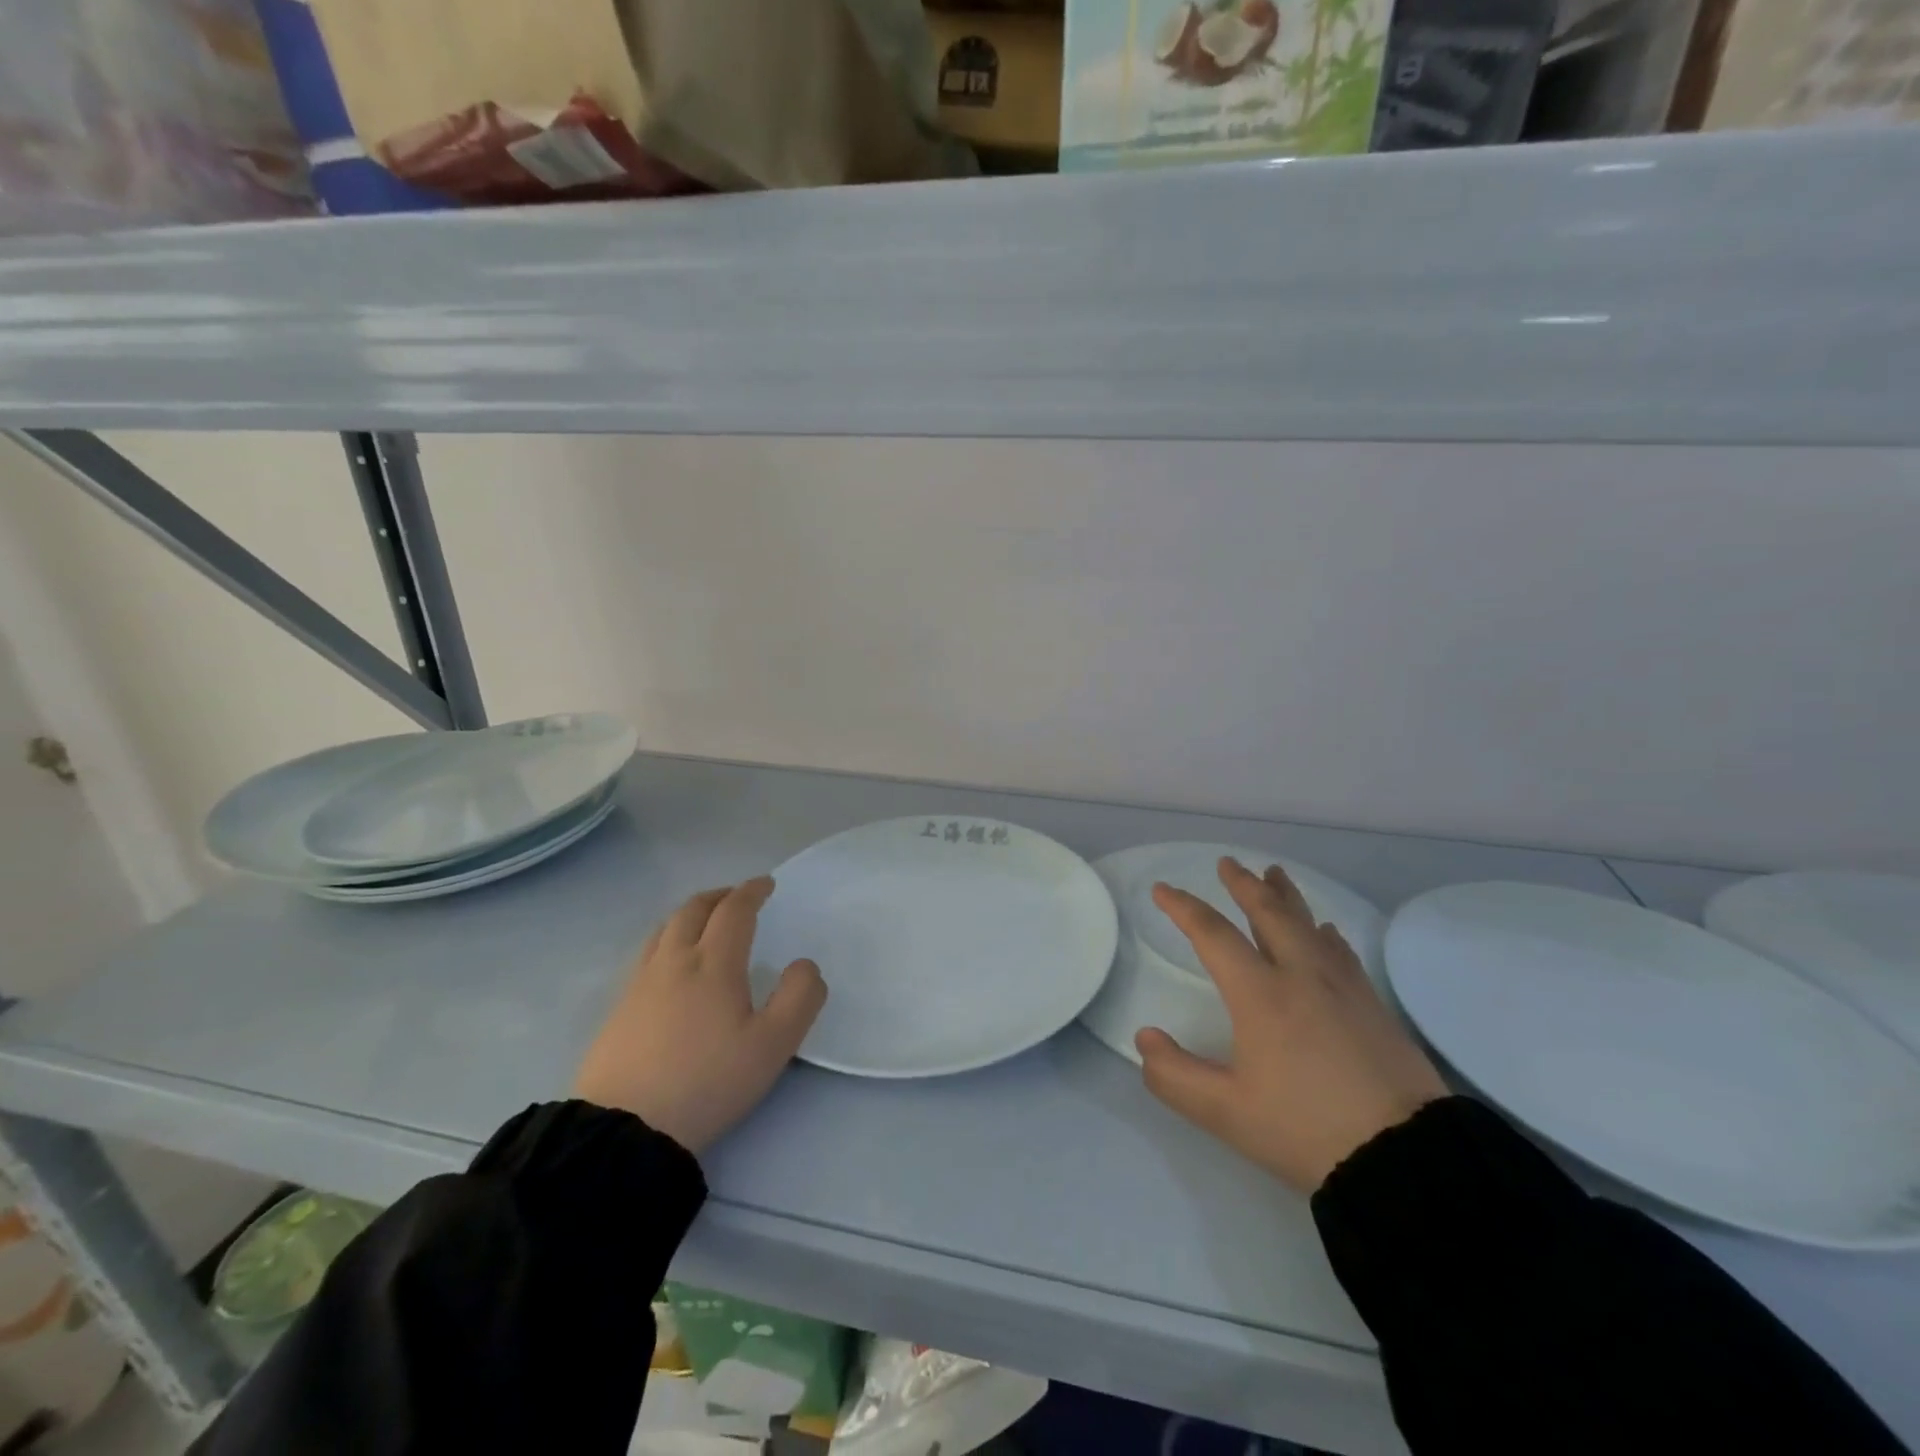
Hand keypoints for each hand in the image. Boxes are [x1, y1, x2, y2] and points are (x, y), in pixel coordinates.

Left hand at [573, 877, 825, 1154]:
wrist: (624, 1130)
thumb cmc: (707, 1082)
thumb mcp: (773, 1046)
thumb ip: (799, 998)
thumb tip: (804, 965)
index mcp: (713, 964)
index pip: (733, 911)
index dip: (751, 892)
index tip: (766, 885)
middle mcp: (674, 962)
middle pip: (693, 910)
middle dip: (719, 896)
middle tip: (737, 898)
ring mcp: (639, 984)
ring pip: (665, 929)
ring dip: (690, 914)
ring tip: (705, 922)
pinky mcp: (619, 1009)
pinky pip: (647, 953)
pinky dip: (668, 939)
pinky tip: (672, 964)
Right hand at [1136, 858, 1446, 1192]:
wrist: (1407, 1158)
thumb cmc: (1306, 1130)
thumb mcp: (1225, 1113)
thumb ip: (1175, 1075)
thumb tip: (1145, 1038)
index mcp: (1260, 994)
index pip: (1213, 934)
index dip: (1183, 908)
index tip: (1162, 890)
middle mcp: (1300, 976)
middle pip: (1268, 913)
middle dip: (1244, 885)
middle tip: (1228, 863)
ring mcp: (1343, 987)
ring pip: (1308, 924)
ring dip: (1286, 896)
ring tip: (1274, 874)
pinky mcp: (1373, 1006)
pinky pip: (1341, 952)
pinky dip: (1325, 933)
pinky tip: (1326, 932)